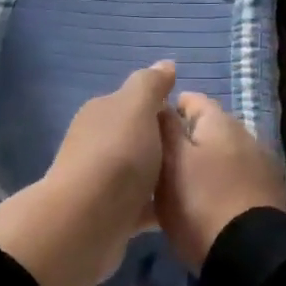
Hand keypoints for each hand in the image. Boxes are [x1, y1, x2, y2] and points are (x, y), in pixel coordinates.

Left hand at [48, 58, 177, 240]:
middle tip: (198, 154)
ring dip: (161, 176)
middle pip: (137, 138)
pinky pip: (140, 205)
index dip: (162, 108)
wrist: (87, 221)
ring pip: (139, 172)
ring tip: (195, 182)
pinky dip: (157, 205)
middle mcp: (95, 143)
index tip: (191, 123)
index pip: (134, 103)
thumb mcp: (137, 107)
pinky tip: (180, 210)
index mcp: (100, 113)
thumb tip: (165, 64)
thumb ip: (150, 84)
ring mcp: (100, 181)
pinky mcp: (108, 215)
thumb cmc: (117, 155)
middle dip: (164, 144)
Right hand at [155, 91, 285, 268]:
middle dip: (185, 138)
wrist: (249, 256)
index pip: (191, 99)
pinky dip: (218, 182)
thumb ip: (165, 128)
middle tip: (158, 159)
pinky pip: (234, 177)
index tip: (147, 130)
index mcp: (220, 122)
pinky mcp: (266, 194)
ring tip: (178, 183)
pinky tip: (204, 201)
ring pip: (221, 154)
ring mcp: (260, 165)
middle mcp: (245, 135)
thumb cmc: (199, 202)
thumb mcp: (170, 162)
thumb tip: (160, 103)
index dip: (168, 109)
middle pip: (208, 128)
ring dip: (203, 162)